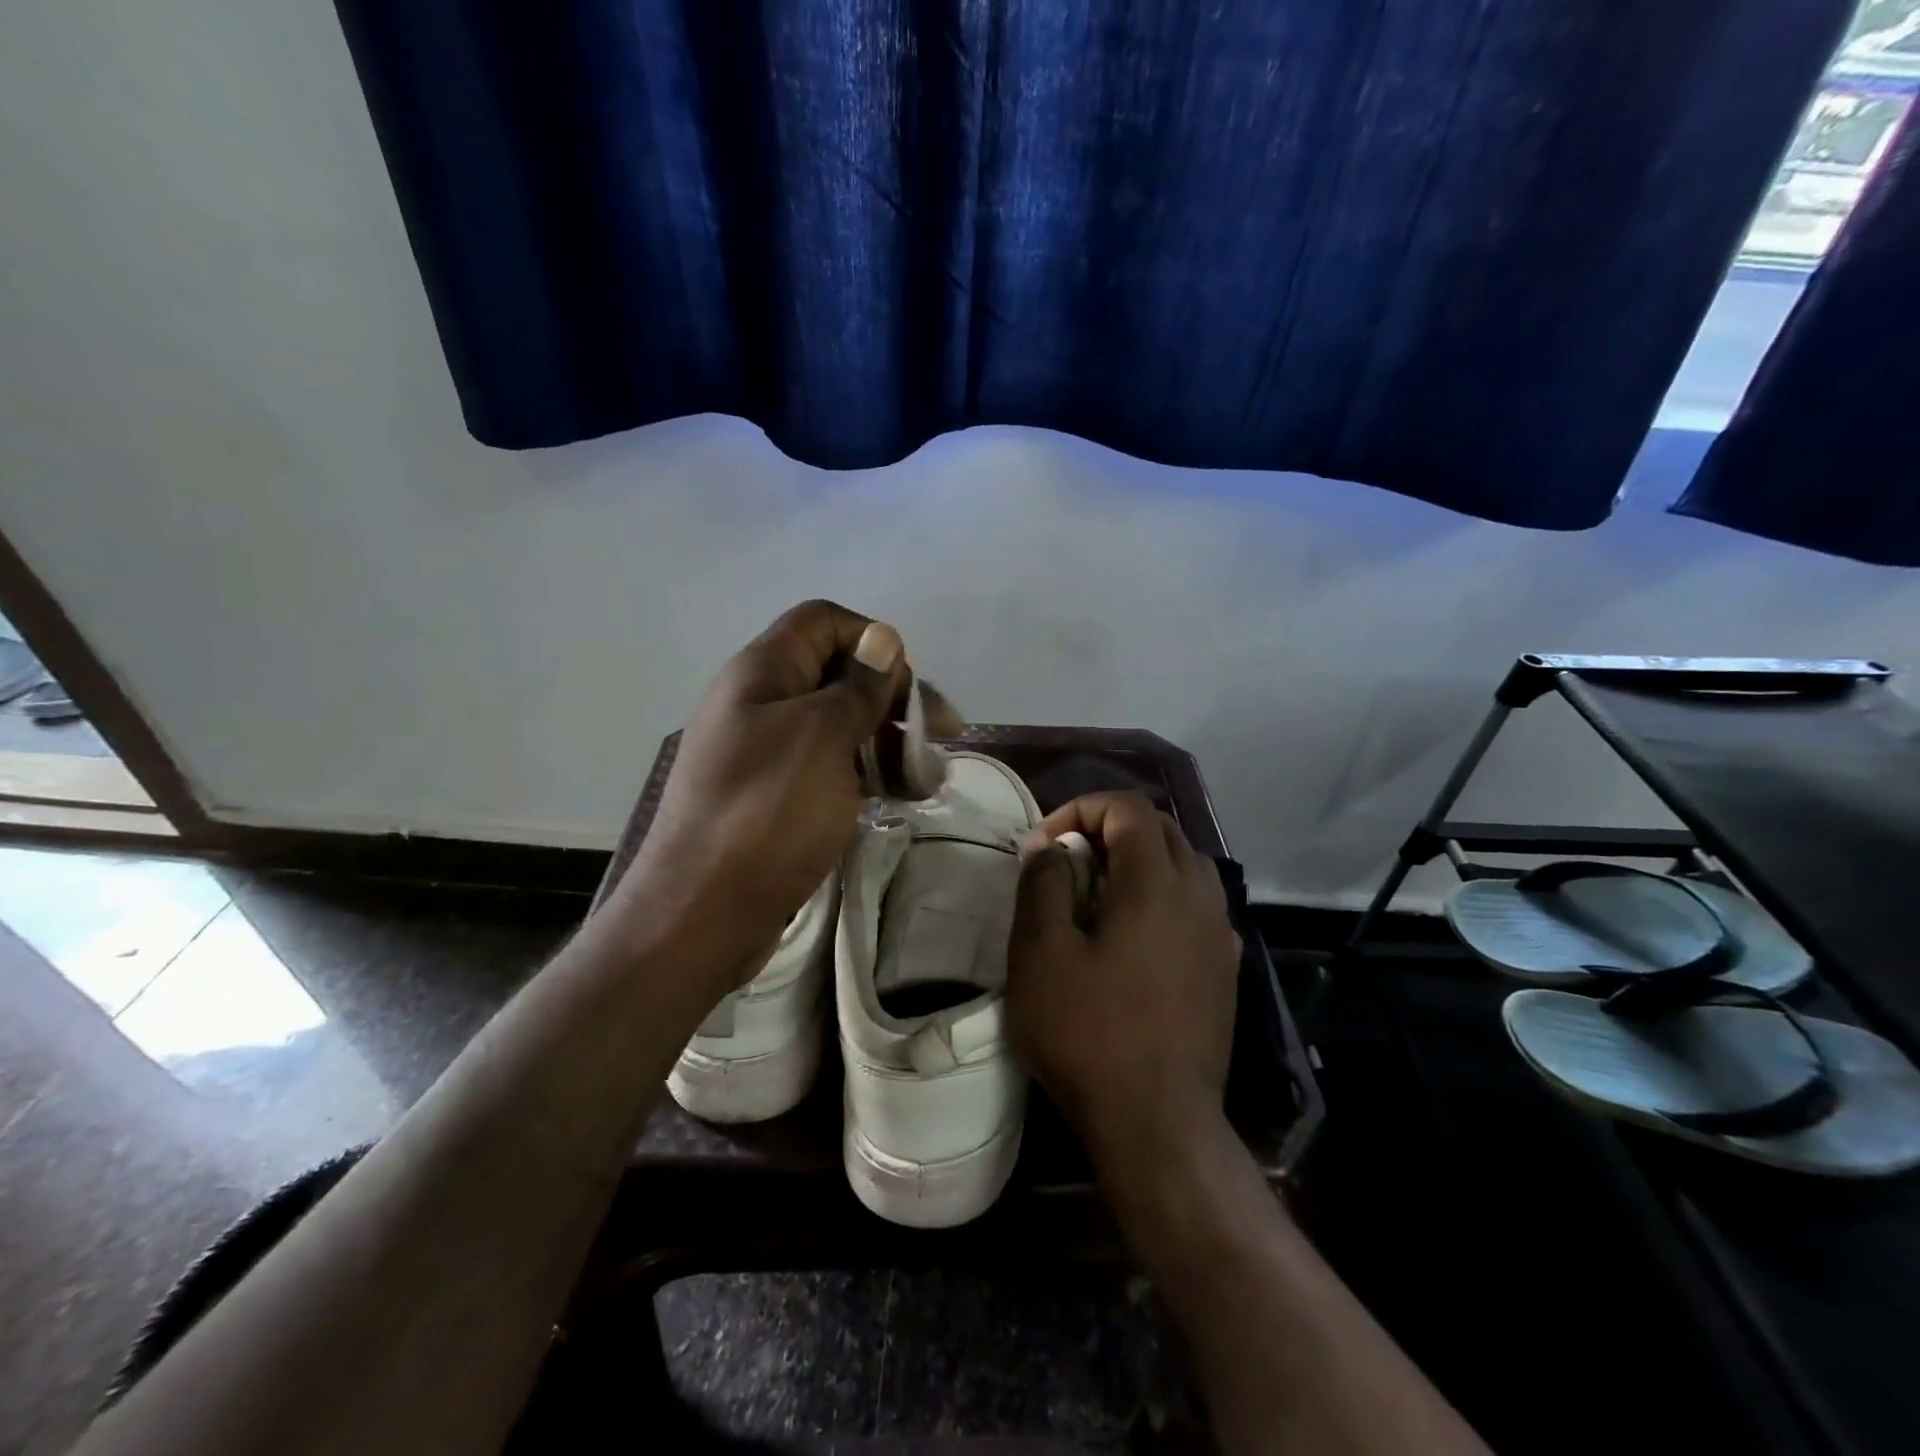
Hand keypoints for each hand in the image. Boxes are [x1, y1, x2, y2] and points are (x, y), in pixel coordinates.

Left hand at [608, 600, 933, 986]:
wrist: (701, 915)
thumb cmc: (767, 815)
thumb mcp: (822, 739)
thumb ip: (857, 687)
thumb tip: (883, 637)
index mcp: (763, 673)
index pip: (824, 621)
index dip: (872, 641)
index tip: (906, 687)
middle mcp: (761, 703)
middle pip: (838, 674)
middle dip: (893, 699)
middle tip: (941, 735)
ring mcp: (767, 752)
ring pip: (839, 725)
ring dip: (887, 742)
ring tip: (929, 778)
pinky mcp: (776, 796)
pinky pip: (829, 767)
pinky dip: (867, 774)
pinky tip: (900, 797)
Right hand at [1007, 792, 1240, 1170]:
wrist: (1158, 1123)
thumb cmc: (1089, 1032)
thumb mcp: (1041, 952)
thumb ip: (1043, 883)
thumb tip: (1049, 848)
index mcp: (1156, 881)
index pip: (1128, 807)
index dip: (1082, 810)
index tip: (1046, 846)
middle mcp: (1199, 894)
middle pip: (1161, 828)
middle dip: (1110, 829)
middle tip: (1068, 863)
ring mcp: (1218, 932)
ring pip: (1184, 864)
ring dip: (1140, 860)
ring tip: (1099, 894)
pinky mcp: (1223, 968)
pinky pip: (1195, 905)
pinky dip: (1162, 895)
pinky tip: (1134, 935)